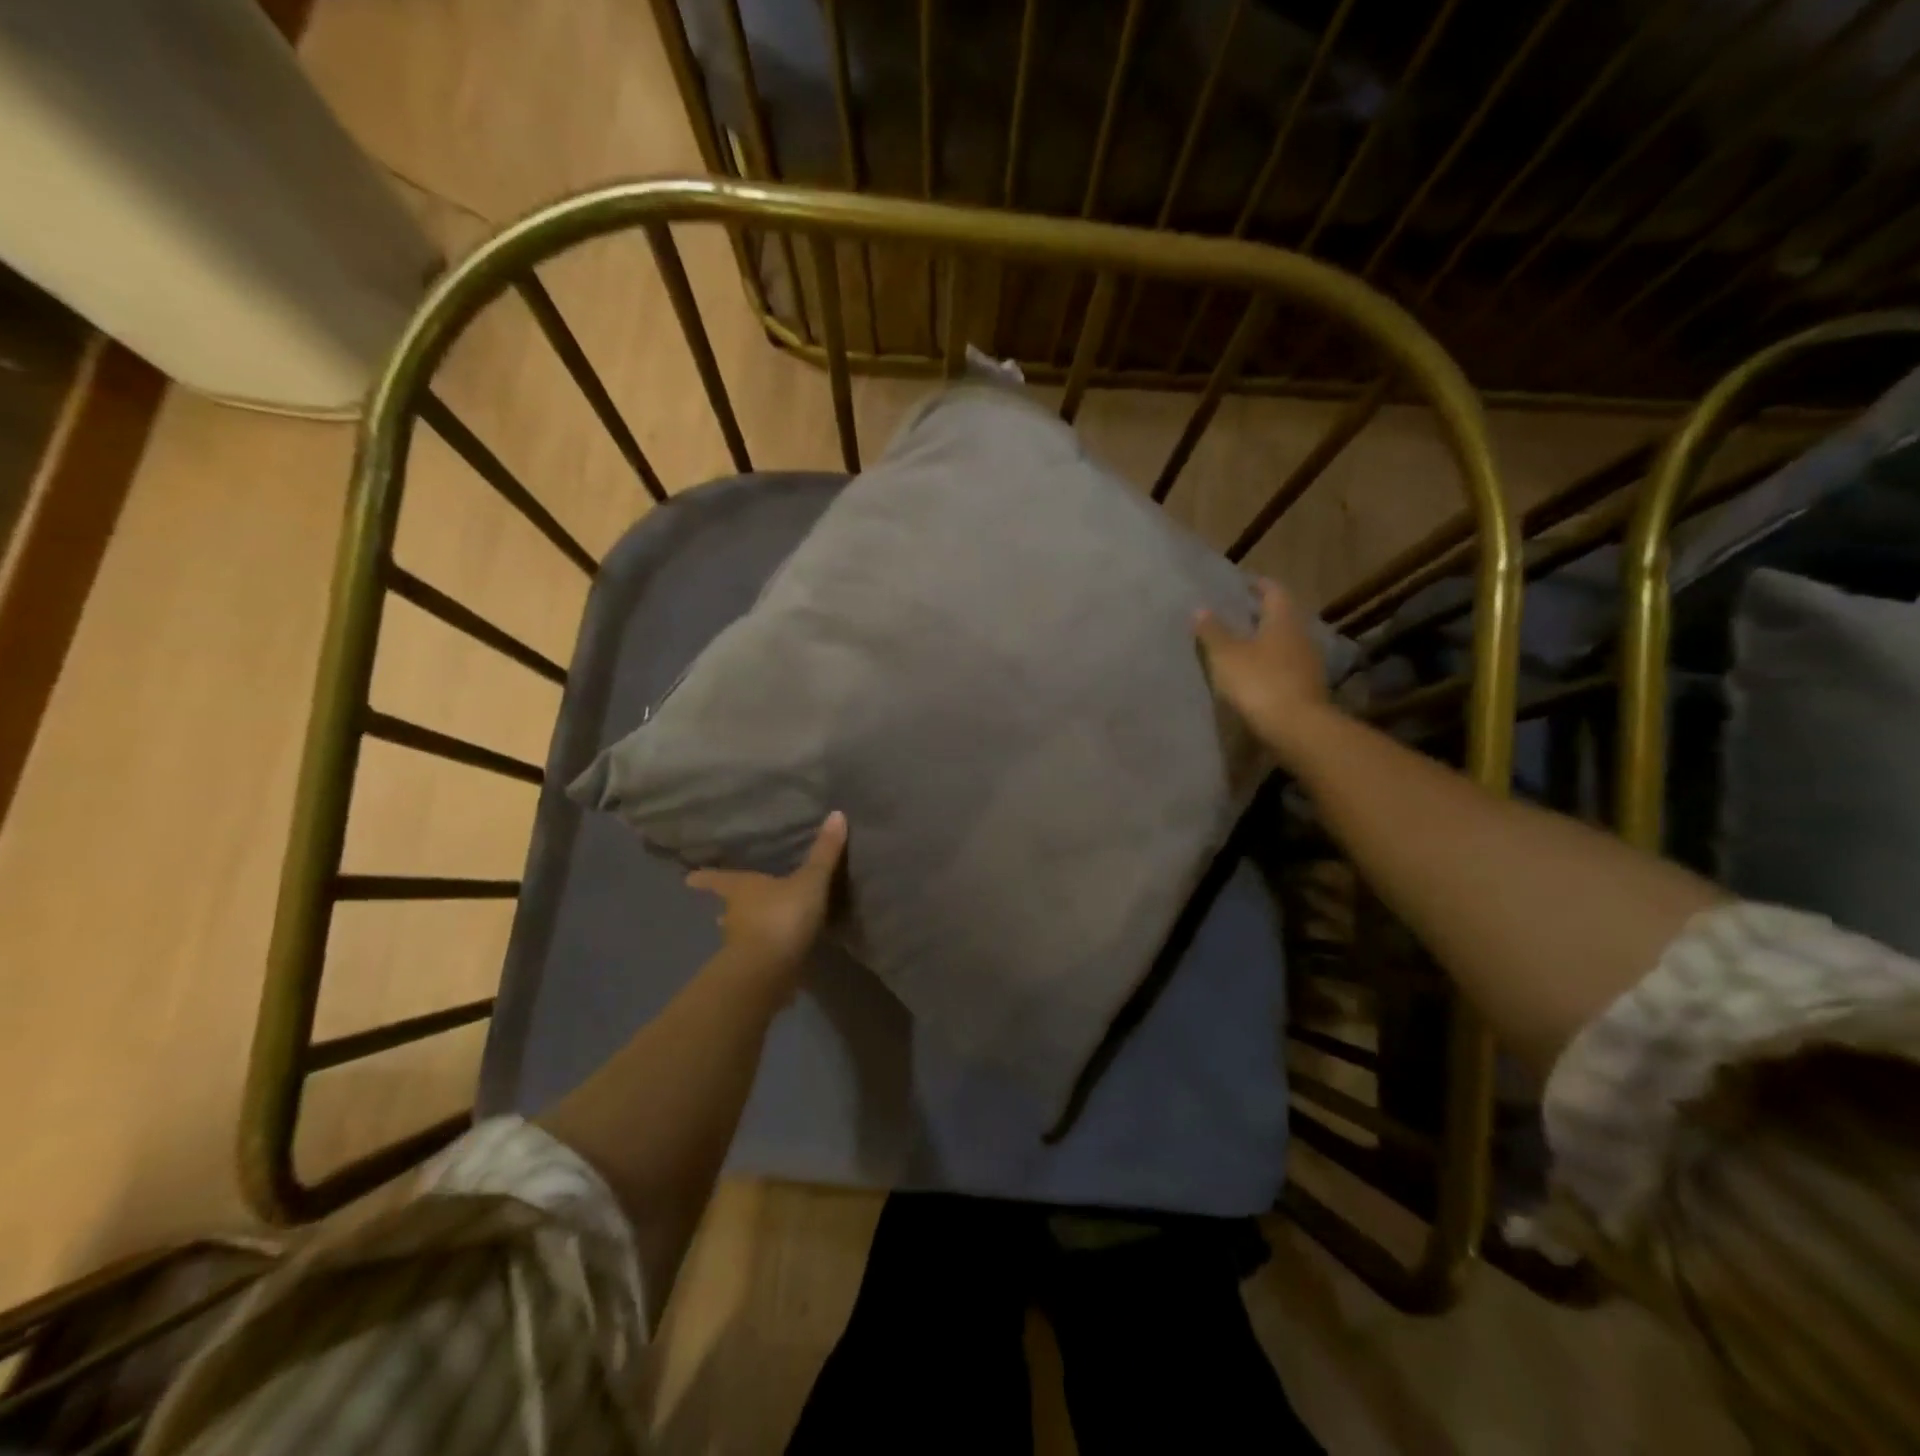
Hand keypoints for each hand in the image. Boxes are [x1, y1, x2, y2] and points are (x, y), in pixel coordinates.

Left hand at [686, 812, 847, 984]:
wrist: (769, 970)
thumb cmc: (783, 916)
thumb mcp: (810, 881)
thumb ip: (823, 853)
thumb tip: (836, 814)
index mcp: (741, 890)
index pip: (719, 880)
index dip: (705, 878)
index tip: (688, 879)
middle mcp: (734, 916)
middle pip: (727, 909)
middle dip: (728, 908)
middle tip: (726, 907)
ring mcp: (740, 946)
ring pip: (740, 934)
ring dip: (746, 932)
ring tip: (756, 931)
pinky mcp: (752, 971)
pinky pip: (759, 956)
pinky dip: (765, 954)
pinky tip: (778, 957)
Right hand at [1194, 579, 1334, 762]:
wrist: (1296, 727)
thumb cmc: (1259, 681)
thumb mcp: (1226, 655)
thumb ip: (1213, 631)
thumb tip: (1200, 608)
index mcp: (1283, 620)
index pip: (1273, 591)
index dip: (1258, 585)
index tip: (1242, 583)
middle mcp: (1301, 635)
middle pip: (1282, 617)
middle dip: (1261, 614)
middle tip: (1237, 614)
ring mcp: (1308, 663)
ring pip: (1285, 642)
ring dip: (1266, 641)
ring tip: (1242, 644)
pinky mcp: (1307, 687)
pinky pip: (1286, 666)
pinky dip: (1271, 664)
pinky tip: (1255, 673)